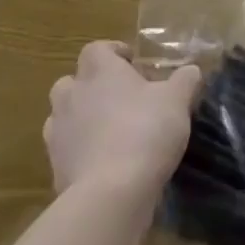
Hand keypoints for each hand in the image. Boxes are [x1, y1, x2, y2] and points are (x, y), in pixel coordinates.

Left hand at [45, 42, 201, 199]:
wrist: (110, 196)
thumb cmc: (145, 131)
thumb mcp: (177, 100)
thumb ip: (184, 80)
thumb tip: (190, 71)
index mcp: (99, 70)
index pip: (97, 49)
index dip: (114, 54)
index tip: (133, 65)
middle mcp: (72, 95)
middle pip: (72, 82)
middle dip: (91, 87)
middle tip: (119, 99)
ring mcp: (58, 134)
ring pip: (63, 117)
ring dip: (81, 120)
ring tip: (109, 133)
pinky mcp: (55, 169)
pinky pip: (66, 153)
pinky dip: (80, 154)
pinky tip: (103, 166)